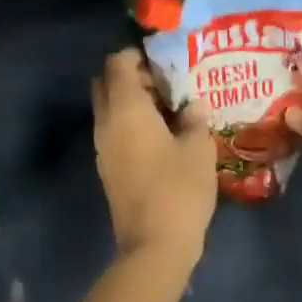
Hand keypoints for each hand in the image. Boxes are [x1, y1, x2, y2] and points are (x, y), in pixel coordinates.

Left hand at [92, 49, 217, 262]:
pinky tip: (161, 136)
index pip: (117, 63)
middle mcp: (106, 122)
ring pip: (108, 109)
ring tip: (168, 110)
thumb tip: (193, 105)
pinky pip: (113, 132)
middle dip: (130, 76)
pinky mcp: (107, 169)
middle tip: (163, 84)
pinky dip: (129, 124)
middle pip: (106, 83)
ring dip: (131, 102)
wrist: (154, 246)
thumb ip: (195, 119)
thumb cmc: (178, 189)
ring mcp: (102, 148)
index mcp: (125, 108)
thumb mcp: (199, 149)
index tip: (163, 61)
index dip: (136, 55)